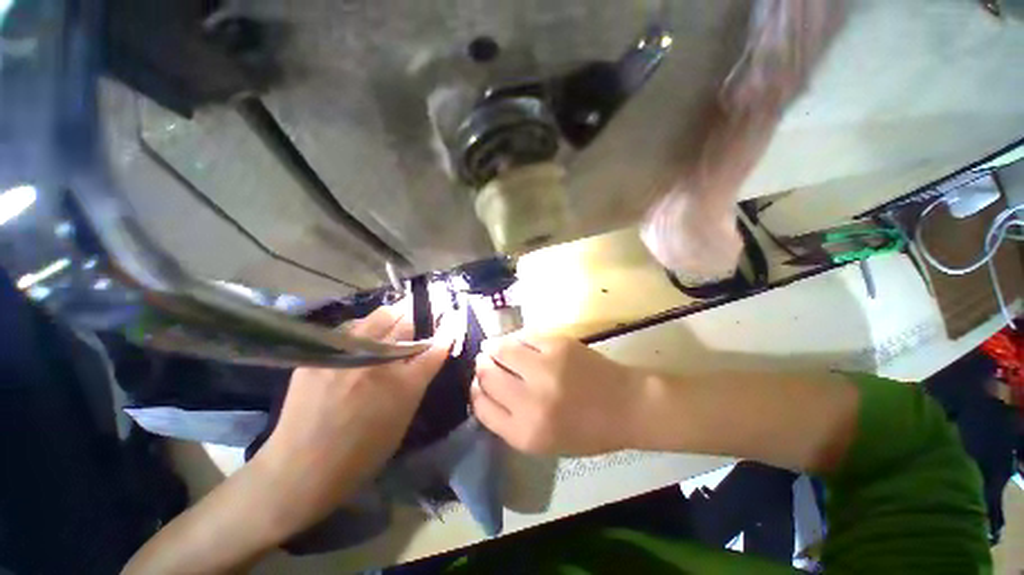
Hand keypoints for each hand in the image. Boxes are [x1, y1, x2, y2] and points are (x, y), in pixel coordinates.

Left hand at [256, 301, 453, 533]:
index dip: (447, 330)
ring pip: (381, 315)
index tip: (452, 318)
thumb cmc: (362, 453)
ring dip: (393, 318)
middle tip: (416, 322)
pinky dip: (365, 328)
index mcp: (404, 384)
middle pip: (407, 321)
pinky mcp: (321, 352)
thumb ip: (417, 382)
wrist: (301, 468)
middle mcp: (378, 362)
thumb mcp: (403, 418)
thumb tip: (427, 355)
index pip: (435, 346)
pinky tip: (362, 339)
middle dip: (418, 318)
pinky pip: (352, 327)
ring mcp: (347, 354)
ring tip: (392, 324)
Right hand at [470, 334, 645, 455]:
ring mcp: (545, 367)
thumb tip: (484, 389)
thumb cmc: (585, 430)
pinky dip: (515, 338)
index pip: (481, 406)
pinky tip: (517, 342)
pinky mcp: (557, 344)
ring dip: (493, 347)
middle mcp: (531, 400)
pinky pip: (523, 336)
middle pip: (487, 374)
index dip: (476, 391)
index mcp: (526, 432)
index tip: (478, 383)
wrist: (625, 404)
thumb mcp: (543, 442)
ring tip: (494, 347)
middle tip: (485, 361)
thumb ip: (509, 420)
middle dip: (482, 366)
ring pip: (500, 349)